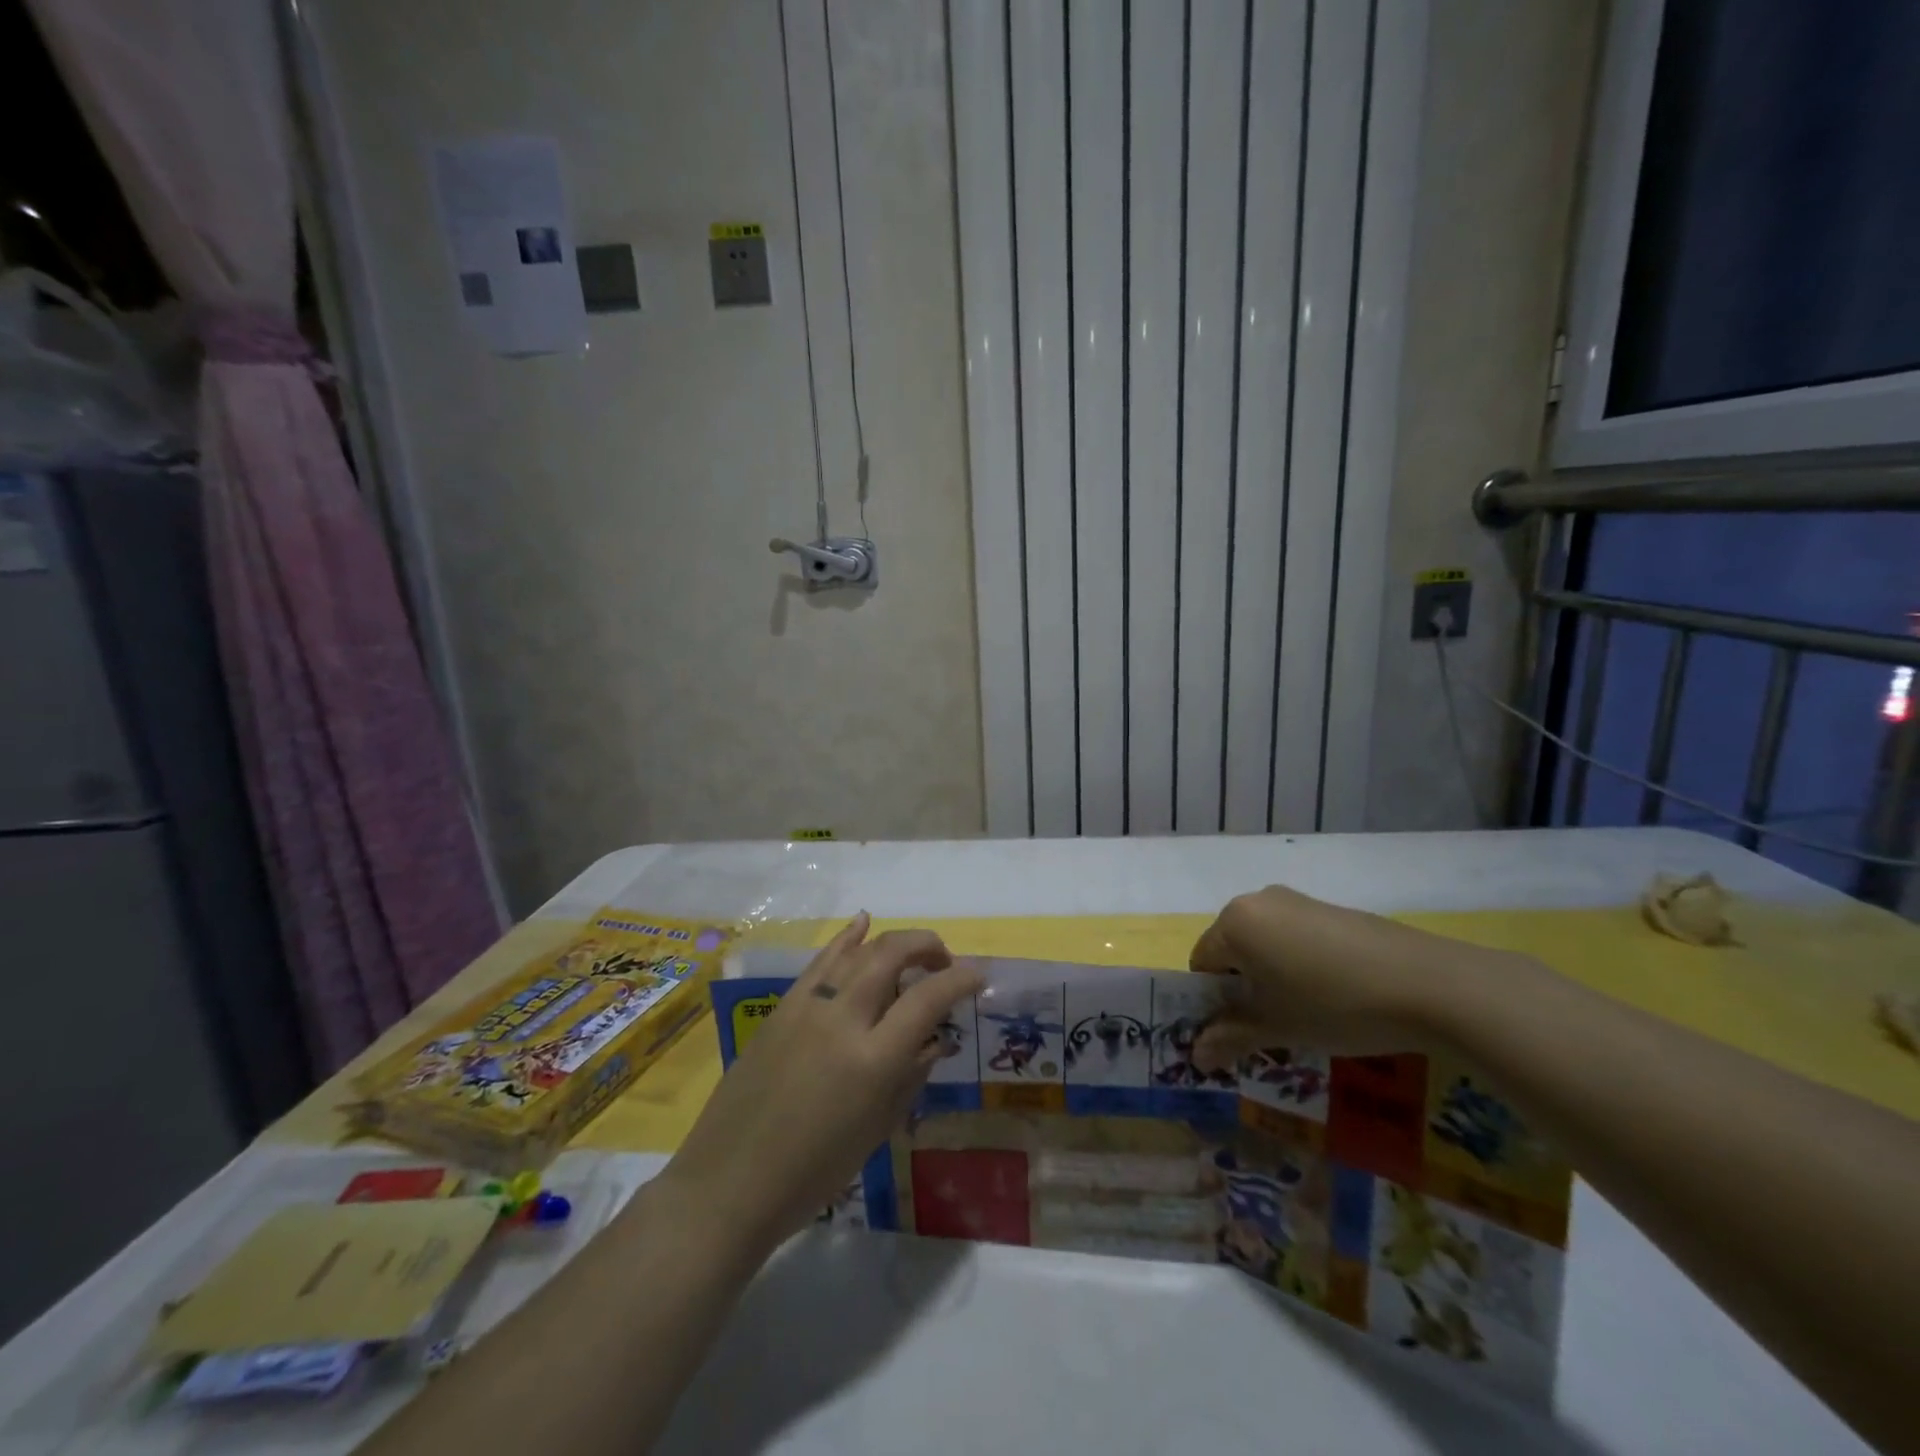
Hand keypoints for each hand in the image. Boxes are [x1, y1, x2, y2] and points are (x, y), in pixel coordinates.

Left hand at [662, 914, 982, 1252]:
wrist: (731, 1181)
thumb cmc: (814, 1172)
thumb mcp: (878, 1128)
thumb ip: (911, 1073)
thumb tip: (934, 1037)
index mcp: (872, 1059)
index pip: (927, 998)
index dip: (959, 979)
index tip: (978, 975)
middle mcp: (842, 1019)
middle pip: (892, 953)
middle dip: (927, 946)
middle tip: (944, 961)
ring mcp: (807, 1006)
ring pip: (858, 950)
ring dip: (893, 942)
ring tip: (912, 952)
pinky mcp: (781, 1006)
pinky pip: (822, 960)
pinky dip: (847, 938)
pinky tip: (862, 922)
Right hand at [1188, 885, 1481, 1067]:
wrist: (1430, 983)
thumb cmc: (1334, 1004)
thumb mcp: (1277, 1027)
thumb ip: (1230, 1037)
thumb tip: (1194, 1055)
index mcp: (1235, 922)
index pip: (1202, 963)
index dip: (1214, 1001)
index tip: (1239, 1031)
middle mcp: (1258, 900)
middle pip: (1233, 949)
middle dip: (1244, 988)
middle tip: (1271, 1026)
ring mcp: (1298, 900)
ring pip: (1267, 943)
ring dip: (1273, 977)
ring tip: (1308, 1013)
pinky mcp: (1333, 909)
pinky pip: (1298, 937)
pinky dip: (1302, 964)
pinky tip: (1336, 994)